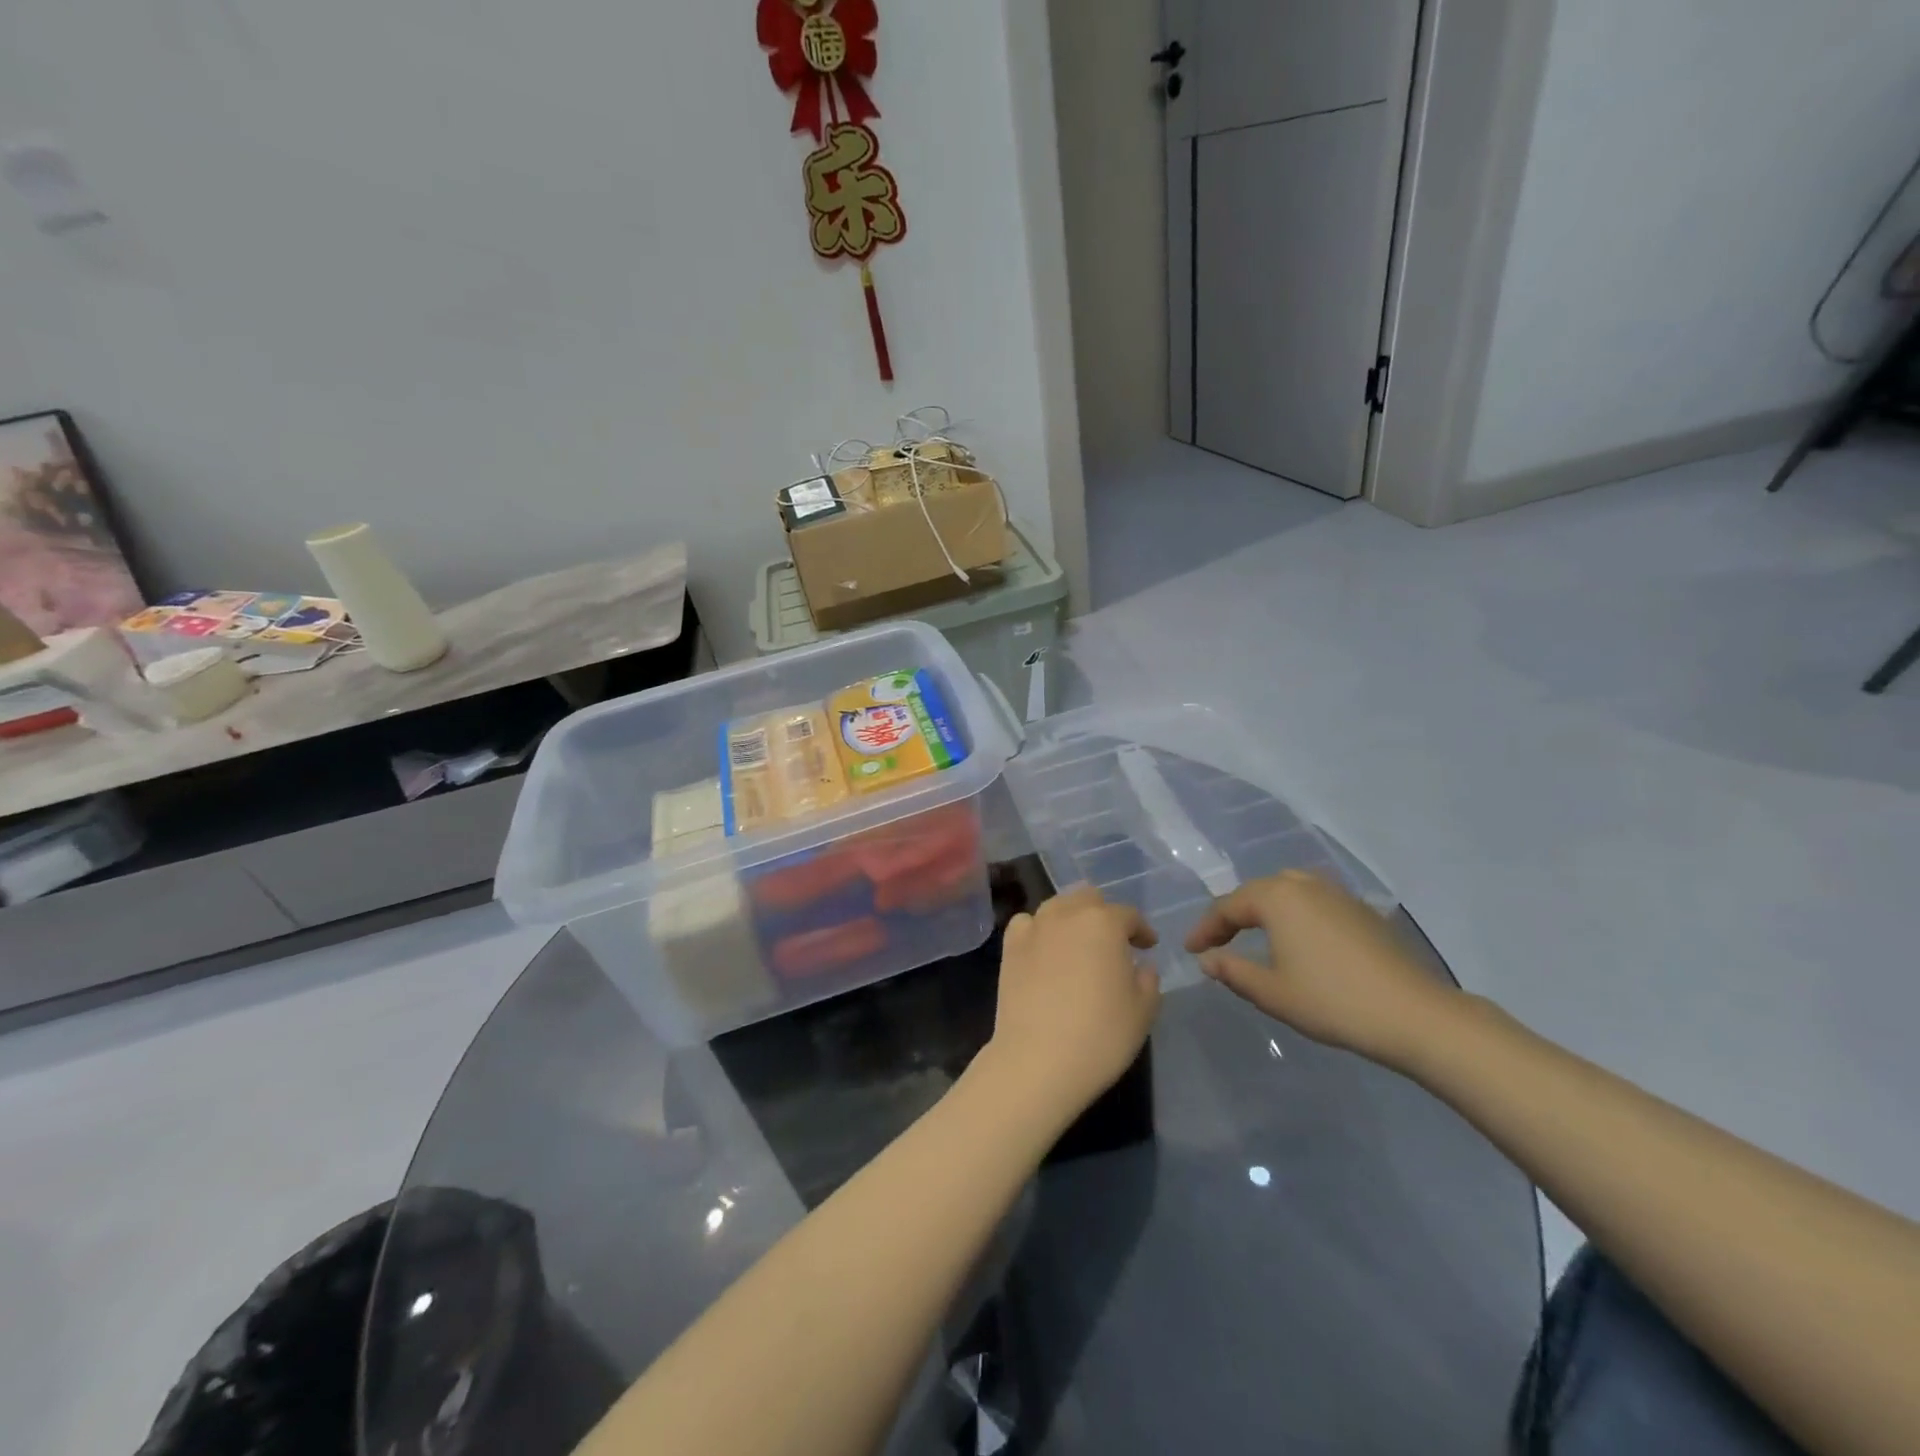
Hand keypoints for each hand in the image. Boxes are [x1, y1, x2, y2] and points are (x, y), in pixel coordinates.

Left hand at [979, 885, 1161, 1125]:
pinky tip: (1045, 949)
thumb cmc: (1100, 1035)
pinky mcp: (1010, 946)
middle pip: (1089, 898)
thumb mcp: (1143, 1011)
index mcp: (1104, 922)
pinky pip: (1027, 923)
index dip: (1141, 930)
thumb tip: (1140, 965)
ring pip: (1057, 905)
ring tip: (1079, 944)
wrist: (1038, 1059)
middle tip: (1113, 943)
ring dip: (1072, 917)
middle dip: (1104, 915)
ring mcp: (1035, 927)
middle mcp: (1068, 914)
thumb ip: (1148, 980)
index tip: (1148, 947)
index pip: (1128, 915)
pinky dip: (1039, 929)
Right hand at [1185, 871, 1460, 1069]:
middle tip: (1218, 941)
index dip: (1206, 929)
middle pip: (1258, 892)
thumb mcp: (1272, 992)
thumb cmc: (1333, 1002)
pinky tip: (1298, 939)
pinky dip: (1295, 913)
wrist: (1414, 1015)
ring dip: (1265, 909)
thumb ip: (1233, 971)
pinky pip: (1314, 901)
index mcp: (1277, 898)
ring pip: (1289, 890)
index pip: (1228, 907)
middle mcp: (1305, 885)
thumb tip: (1207, 959)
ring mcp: (1338, 894)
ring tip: (1254, 934)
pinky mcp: (1362, 911)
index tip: (1190, 950)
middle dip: (1234, 914)